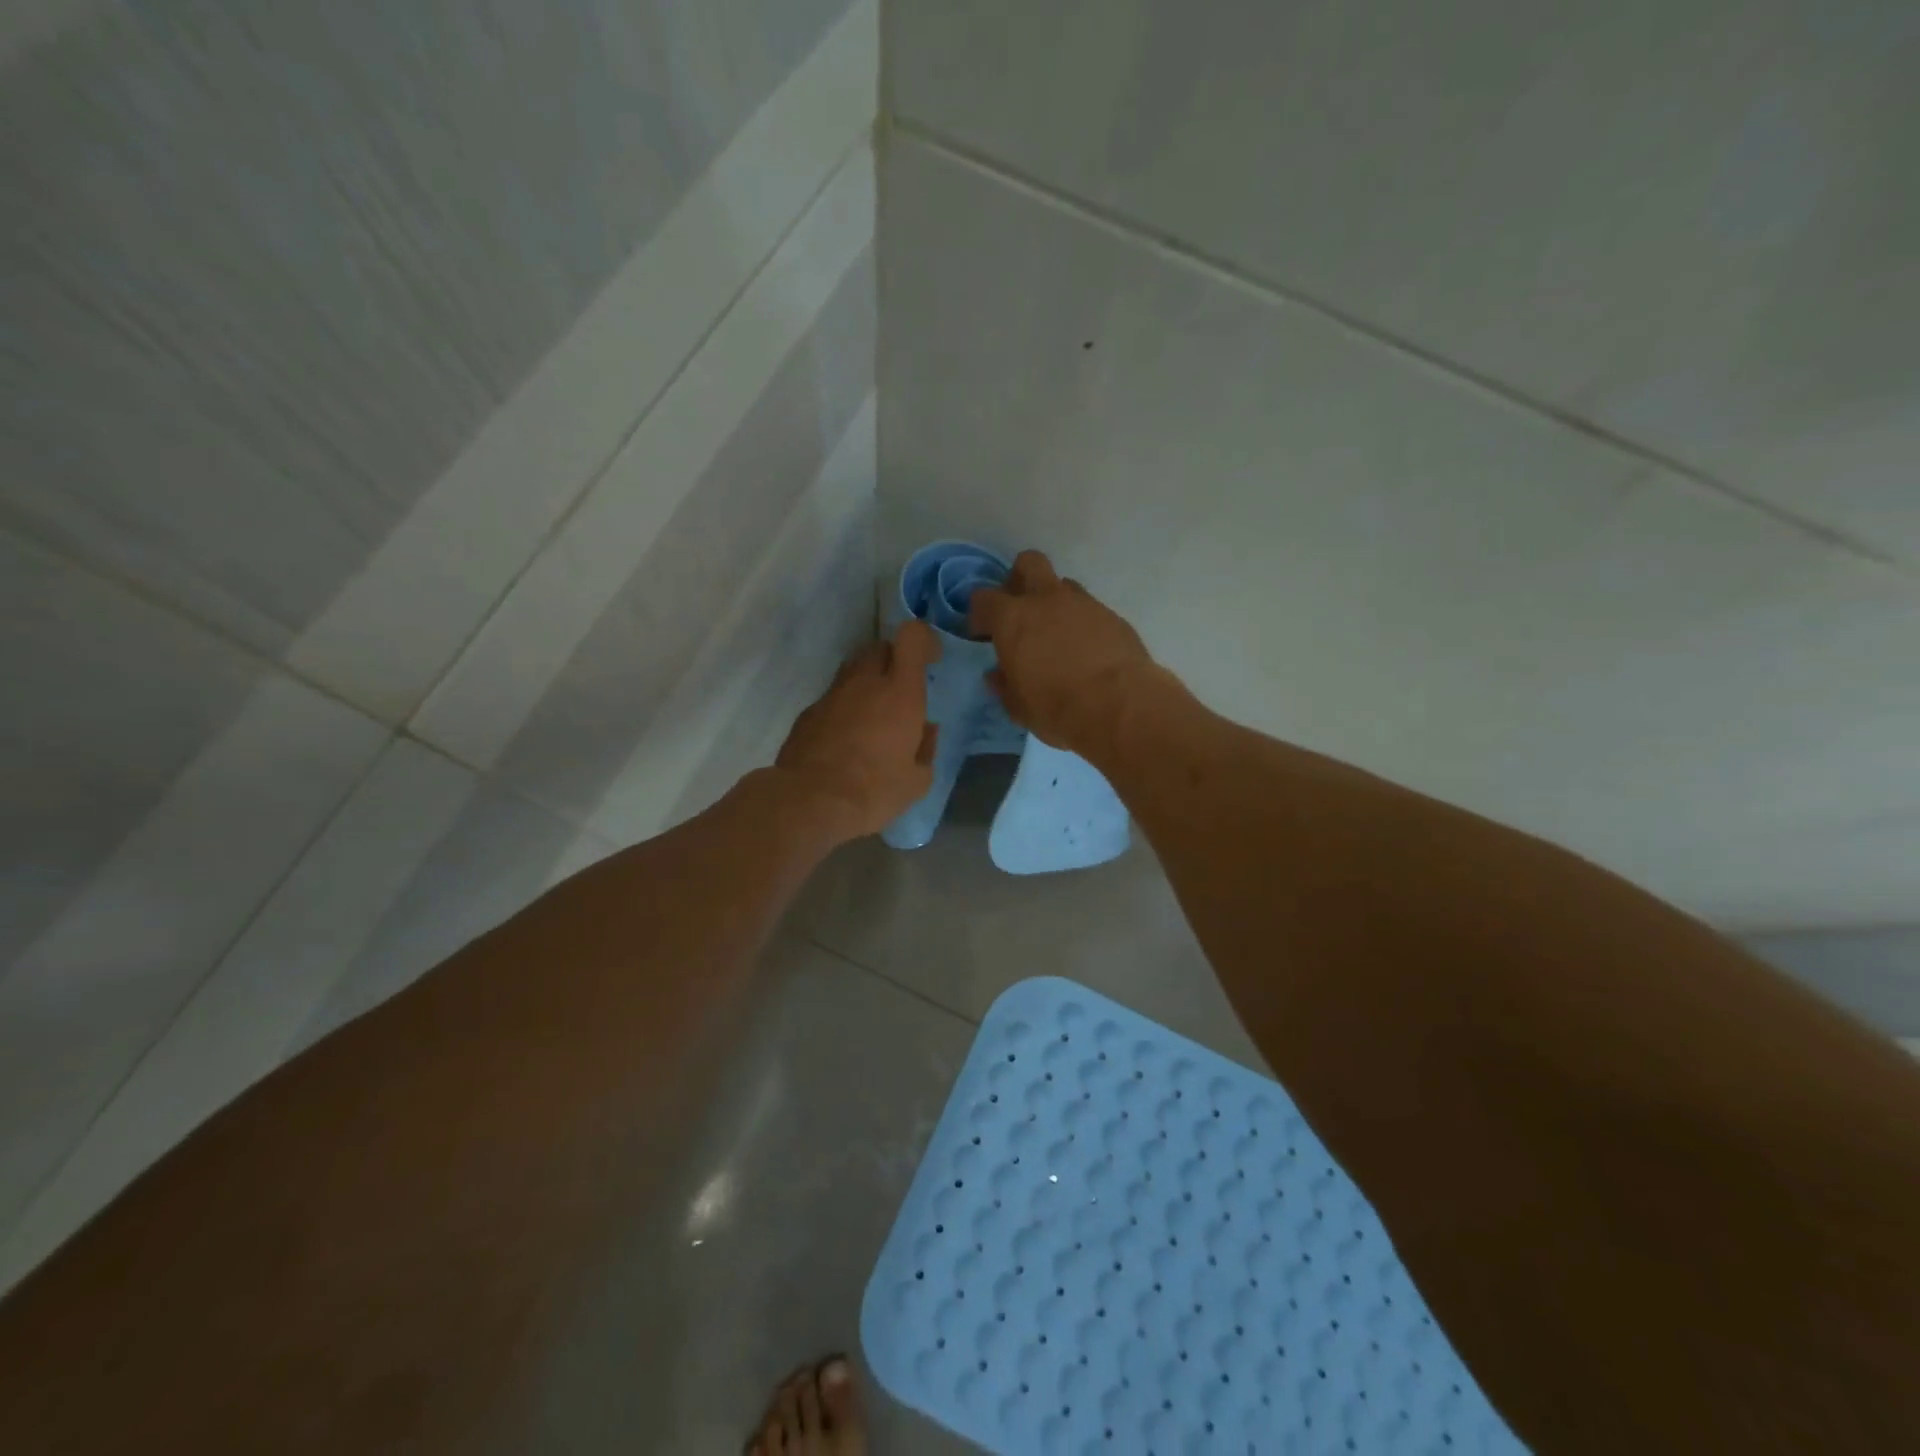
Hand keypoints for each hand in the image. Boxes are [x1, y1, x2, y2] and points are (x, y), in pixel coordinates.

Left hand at [773, 621, 941, 841]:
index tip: (931, 660)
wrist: (810, 802)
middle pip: (880, 648)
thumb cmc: (874, 790)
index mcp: (900, 692)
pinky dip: (844, 707)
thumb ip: (926, 748)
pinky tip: (846, 738)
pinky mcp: (808, 712)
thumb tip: (927, 729)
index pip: (912, 637)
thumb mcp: (917, 781)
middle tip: (901, 690)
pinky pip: (833, 697)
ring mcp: (832, 695)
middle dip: (893, 660)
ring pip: (853, 670)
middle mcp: (865, 682)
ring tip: (873, 715)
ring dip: (867, 682)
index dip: (924, 640)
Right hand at [968, 550, 1156, 754]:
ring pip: (1064, 586)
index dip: (980, 614)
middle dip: (1020, 579)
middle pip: (1029, 563)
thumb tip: (997, 675)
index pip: (984, 598)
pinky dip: (1083, 624)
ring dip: (1055, 603)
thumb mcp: (1018, 707)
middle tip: (1019, 609)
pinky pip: (1090, 610)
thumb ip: (1004, 685)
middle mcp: (1047, 600)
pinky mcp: (1113, 617)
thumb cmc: (1056, 708)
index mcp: (1013, 618)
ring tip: (1057, 635)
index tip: (983, 634)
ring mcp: (1084, 604)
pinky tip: (1087, 652)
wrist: (1120, 707)